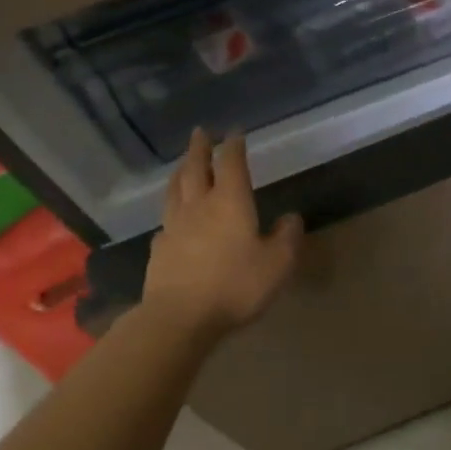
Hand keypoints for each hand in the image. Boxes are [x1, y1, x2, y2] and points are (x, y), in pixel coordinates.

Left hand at [142, 130, 303, 337]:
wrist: (180, 318)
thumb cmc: (235, 286)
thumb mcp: (278, 264)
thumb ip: (287, 237)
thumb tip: (291, 217)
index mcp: (230, 202)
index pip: (231, 163)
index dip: (233, 145)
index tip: (235, 131)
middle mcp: (199, 206)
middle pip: (196, 169)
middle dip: (200, 148)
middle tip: (200, 132)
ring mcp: (174, 227)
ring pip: (175, 190)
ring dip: (180, 172)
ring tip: (182, 164)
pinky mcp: (159, 249)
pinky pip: (165, 221)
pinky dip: (170, 211)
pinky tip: (172, 219)